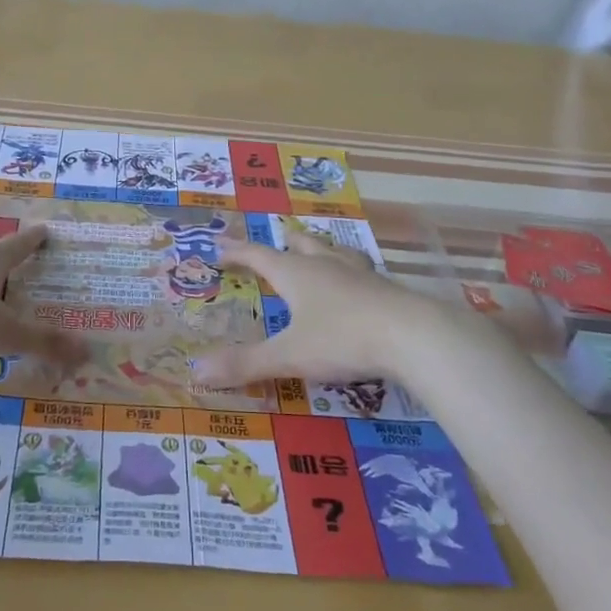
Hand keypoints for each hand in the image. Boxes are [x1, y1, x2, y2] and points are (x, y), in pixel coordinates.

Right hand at [191, 227, 449, 388]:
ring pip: (334, 253)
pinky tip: (359, 285)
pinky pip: (361, 273)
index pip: (258, 255)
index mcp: (296, 274)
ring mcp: (359, 275)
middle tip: (278, 238)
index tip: (219, 246)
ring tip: (319, 251)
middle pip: (301, 246)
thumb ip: (245, 364)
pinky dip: (350, 273)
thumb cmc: (343, 339)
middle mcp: (325, 266)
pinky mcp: (385, 290)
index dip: (237, 252)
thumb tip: (196, 371)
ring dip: (321, 251)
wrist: (414, 335)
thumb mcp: (290, 355)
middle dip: (284, 244)